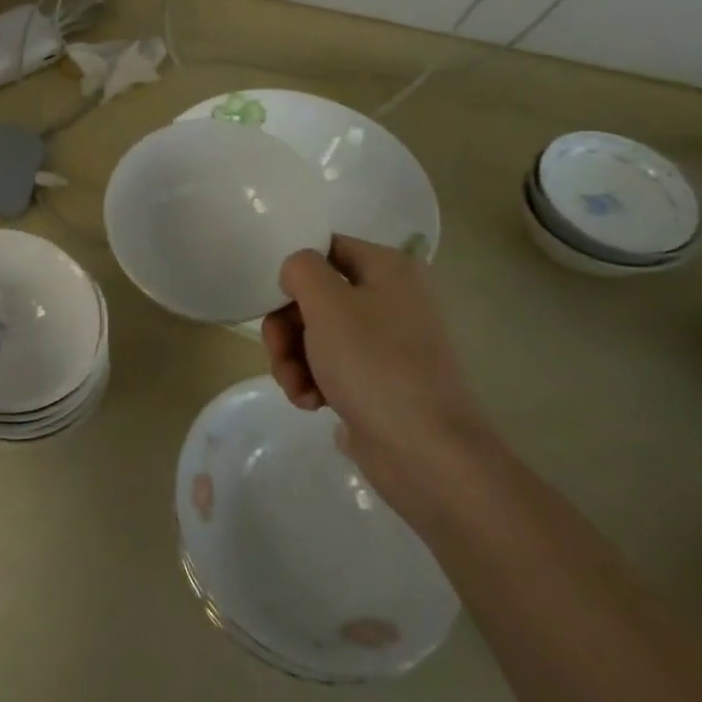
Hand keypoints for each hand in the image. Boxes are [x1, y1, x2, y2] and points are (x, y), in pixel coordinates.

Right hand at [262, 235, 487, 491]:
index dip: (295, 271)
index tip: (275, 299)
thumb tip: (297, 273)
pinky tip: (310, 403)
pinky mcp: (380, 383)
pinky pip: (333, 369)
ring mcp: (388, 345)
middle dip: (288, 326)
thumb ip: (302, 269)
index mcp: (390, 269)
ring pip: (318, 335)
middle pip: (317, 296)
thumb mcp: (327, 302)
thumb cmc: (374, 364)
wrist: (426, 453)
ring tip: (294, 386)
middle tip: (277, 351)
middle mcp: (393, 300)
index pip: (328, 248)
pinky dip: (314, 382)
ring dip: (294, 359)